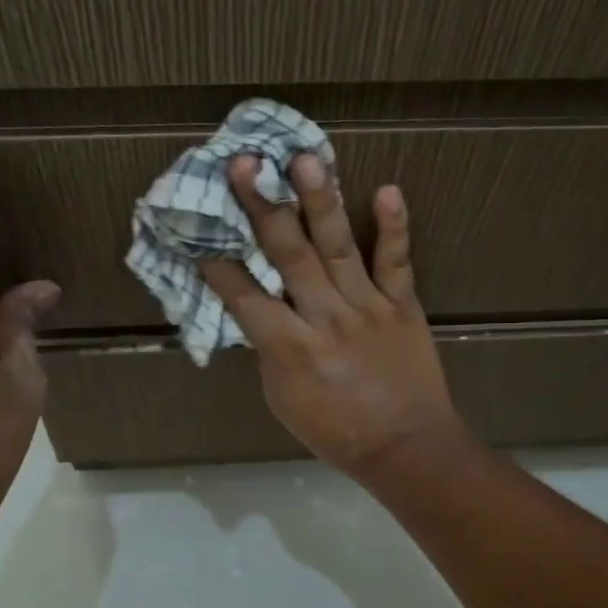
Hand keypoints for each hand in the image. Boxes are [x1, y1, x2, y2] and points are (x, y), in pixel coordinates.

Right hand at [200, 153, 467, 482]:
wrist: (408, 448)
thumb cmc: (338, 432)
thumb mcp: (285, 401)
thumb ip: (272, 352)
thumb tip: (263, 313)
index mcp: (291, 350)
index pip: (246, 298)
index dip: (220, 266)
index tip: (200, 233)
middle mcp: (326, 319)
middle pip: (288, 257)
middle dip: (262, 208)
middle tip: (244, 164)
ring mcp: (367, 307)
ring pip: (339, 248)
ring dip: (320, 202)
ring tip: (306, 159)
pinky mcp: (402, 304)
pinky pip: (396, 262)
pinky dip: (393, 227)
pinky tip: (387, 189)